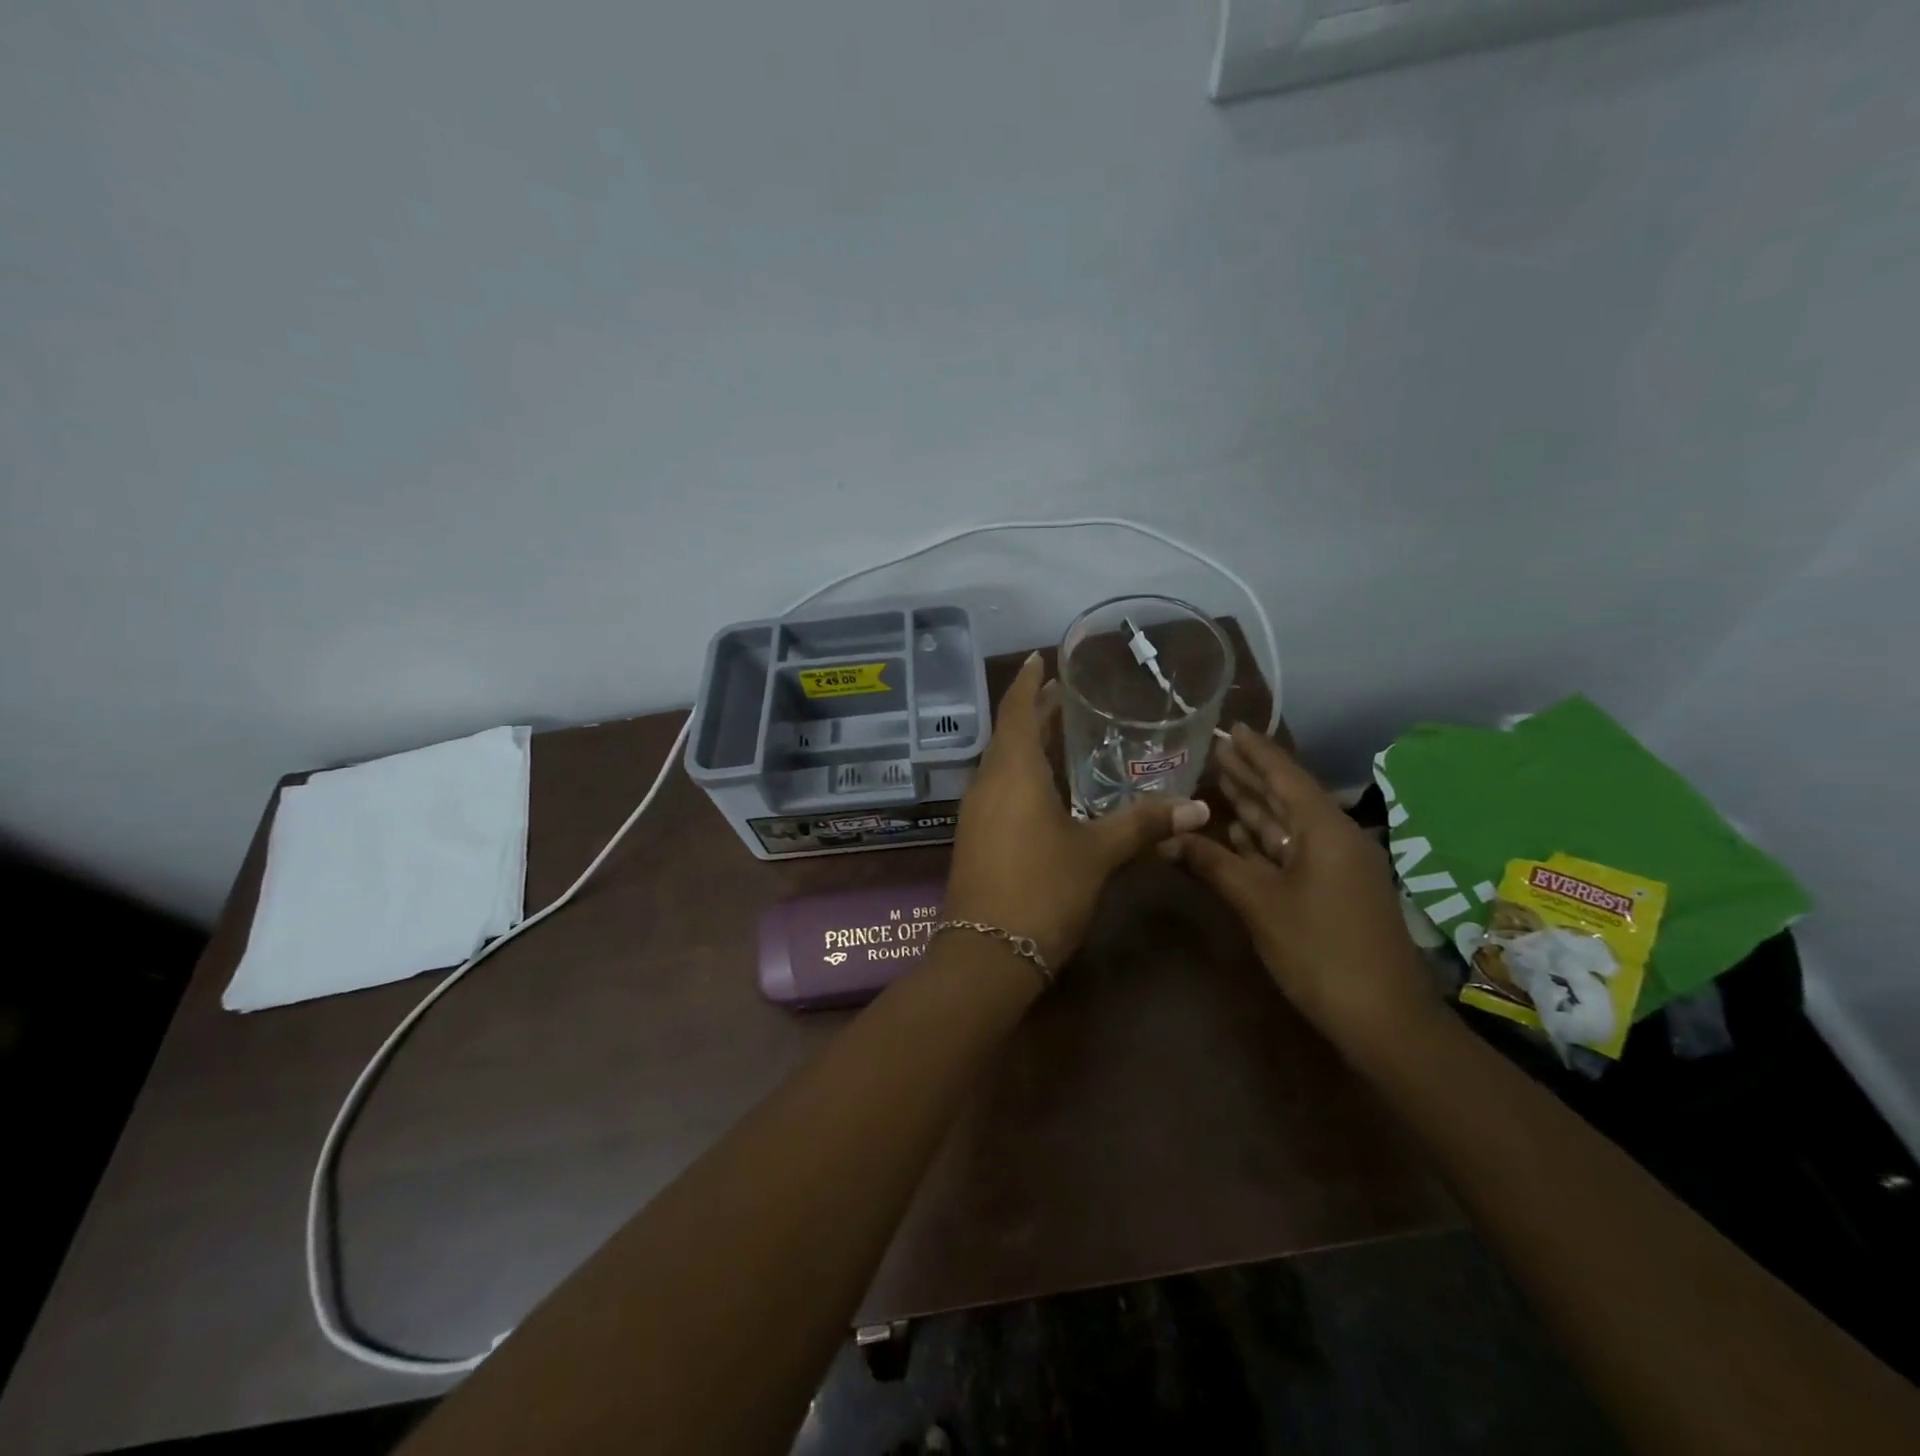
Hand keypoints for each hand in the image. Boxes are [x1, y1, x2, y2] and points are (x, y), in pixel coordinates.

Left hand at [943, 653, 1210, 970]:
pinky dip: (1022, 775)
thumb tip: (1198, 809)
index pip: (1016, 711)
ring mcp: (976, 813)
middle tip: (1066, 695)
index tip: (1039, 658)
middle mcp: (987, 784)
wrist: (986, 955)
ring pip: (1002, 764)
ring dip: (1027, 745)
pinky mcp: (975, 838)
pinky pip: (999, 790)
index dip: (1028, 682)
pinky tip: (1047, 790)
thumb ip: (1142, 825)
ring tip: (1061, 735)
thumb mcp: (1097, 854)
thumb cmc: (1042, 890)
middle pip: (1009, 735)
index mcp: (1013, 773)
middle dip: (1035, 712)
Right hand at [1161, 724, 1438, 1048]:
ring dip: (1252, 806)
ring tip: (1217, 781)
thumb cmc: (1320, 951)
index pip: (1285, 776)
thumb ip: (1213, 863)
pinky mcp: (1330, 892)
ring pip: (1287, 826)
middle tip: (1213, 750)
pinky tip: (1234, 833)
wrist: (1382, 1018)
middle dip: (1250, 774)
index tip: (1230, 728)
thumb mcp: (1260, 903)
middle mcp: (1333, 839)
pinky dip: (1261, 841)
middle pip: (1285, 797)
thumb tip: (1167, 836)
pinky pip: (1290, 852)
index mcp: (1325, 830)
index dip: (1256, 752)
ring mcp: (1334, 867)